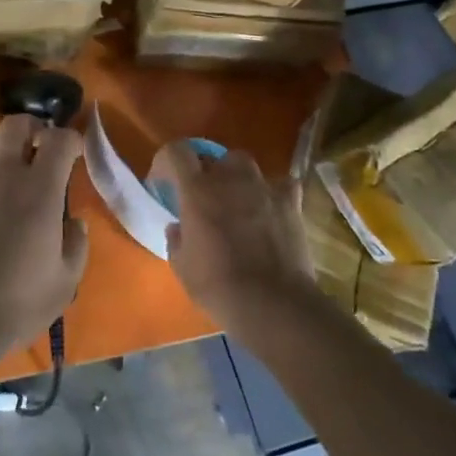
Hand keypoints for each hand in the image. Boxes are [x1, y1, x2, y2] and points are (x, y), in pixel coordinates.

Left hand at [0, 114, 87, 368]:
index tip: (75, 152)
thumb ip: (75, 245)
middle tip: (38, 146)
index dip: (71, 139)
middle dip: (32, 128)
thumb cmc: (14, 305)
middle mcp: (1, 176)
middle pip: (15, 125)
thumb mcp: (64, 283)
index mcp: (39, 191)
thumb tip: (74, 222)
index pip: (59, 141)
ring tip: (2, 161)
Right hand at [160, 143, 318, 331]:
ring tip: (238, 202)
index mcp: (196, 190)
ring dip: (238, 178)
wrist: (272, 303)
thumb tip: (178, 228)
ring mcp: (263, 188)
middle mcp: (229, 179)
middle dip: (206, 172)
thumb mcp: (182, 267)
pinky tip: (272, 209)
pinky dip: (275, 193)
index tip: (164, 181)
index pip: (177, 152)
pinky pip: (283, 185)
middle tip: (204, 197)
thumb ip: (176, 240)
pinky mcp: (290, 203)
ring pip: (247, 165)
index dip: (168, 161)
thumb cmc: (218, 286)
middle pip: (214, 157)